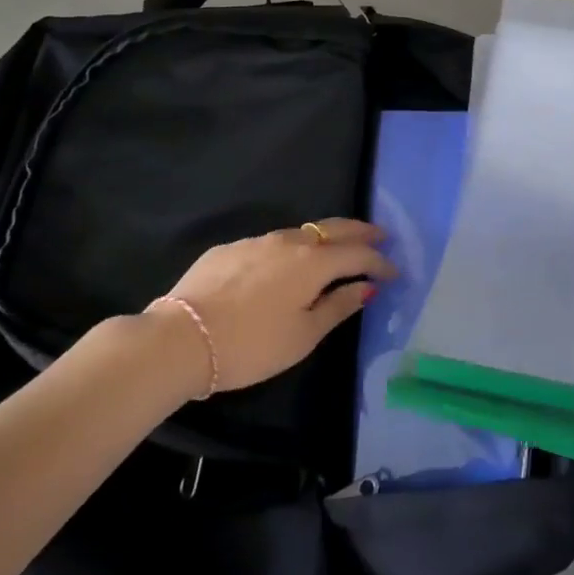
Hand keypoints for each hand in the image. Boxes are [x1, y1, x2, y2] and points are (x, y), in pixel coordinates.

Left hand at [153, 219, 395, 393]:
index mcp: (313, 262)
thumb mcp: (303, 336)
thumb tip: (367, 287)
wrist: (179, 339)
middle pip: (333, 229)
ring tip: (334, 250)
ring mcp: (256, 241)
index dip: (380, 262)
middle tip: (380, 236)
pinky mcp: (229, 249)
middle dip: (360, 232)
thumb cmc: (250, 345)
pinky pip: (269, 244)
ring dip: (324, 239)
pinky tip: (283, 267)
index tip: (394, 272)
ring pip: (300, 233)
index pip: (358, 253)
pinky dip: (288, 250)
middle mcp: (289, 241)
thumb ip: (338, 307)